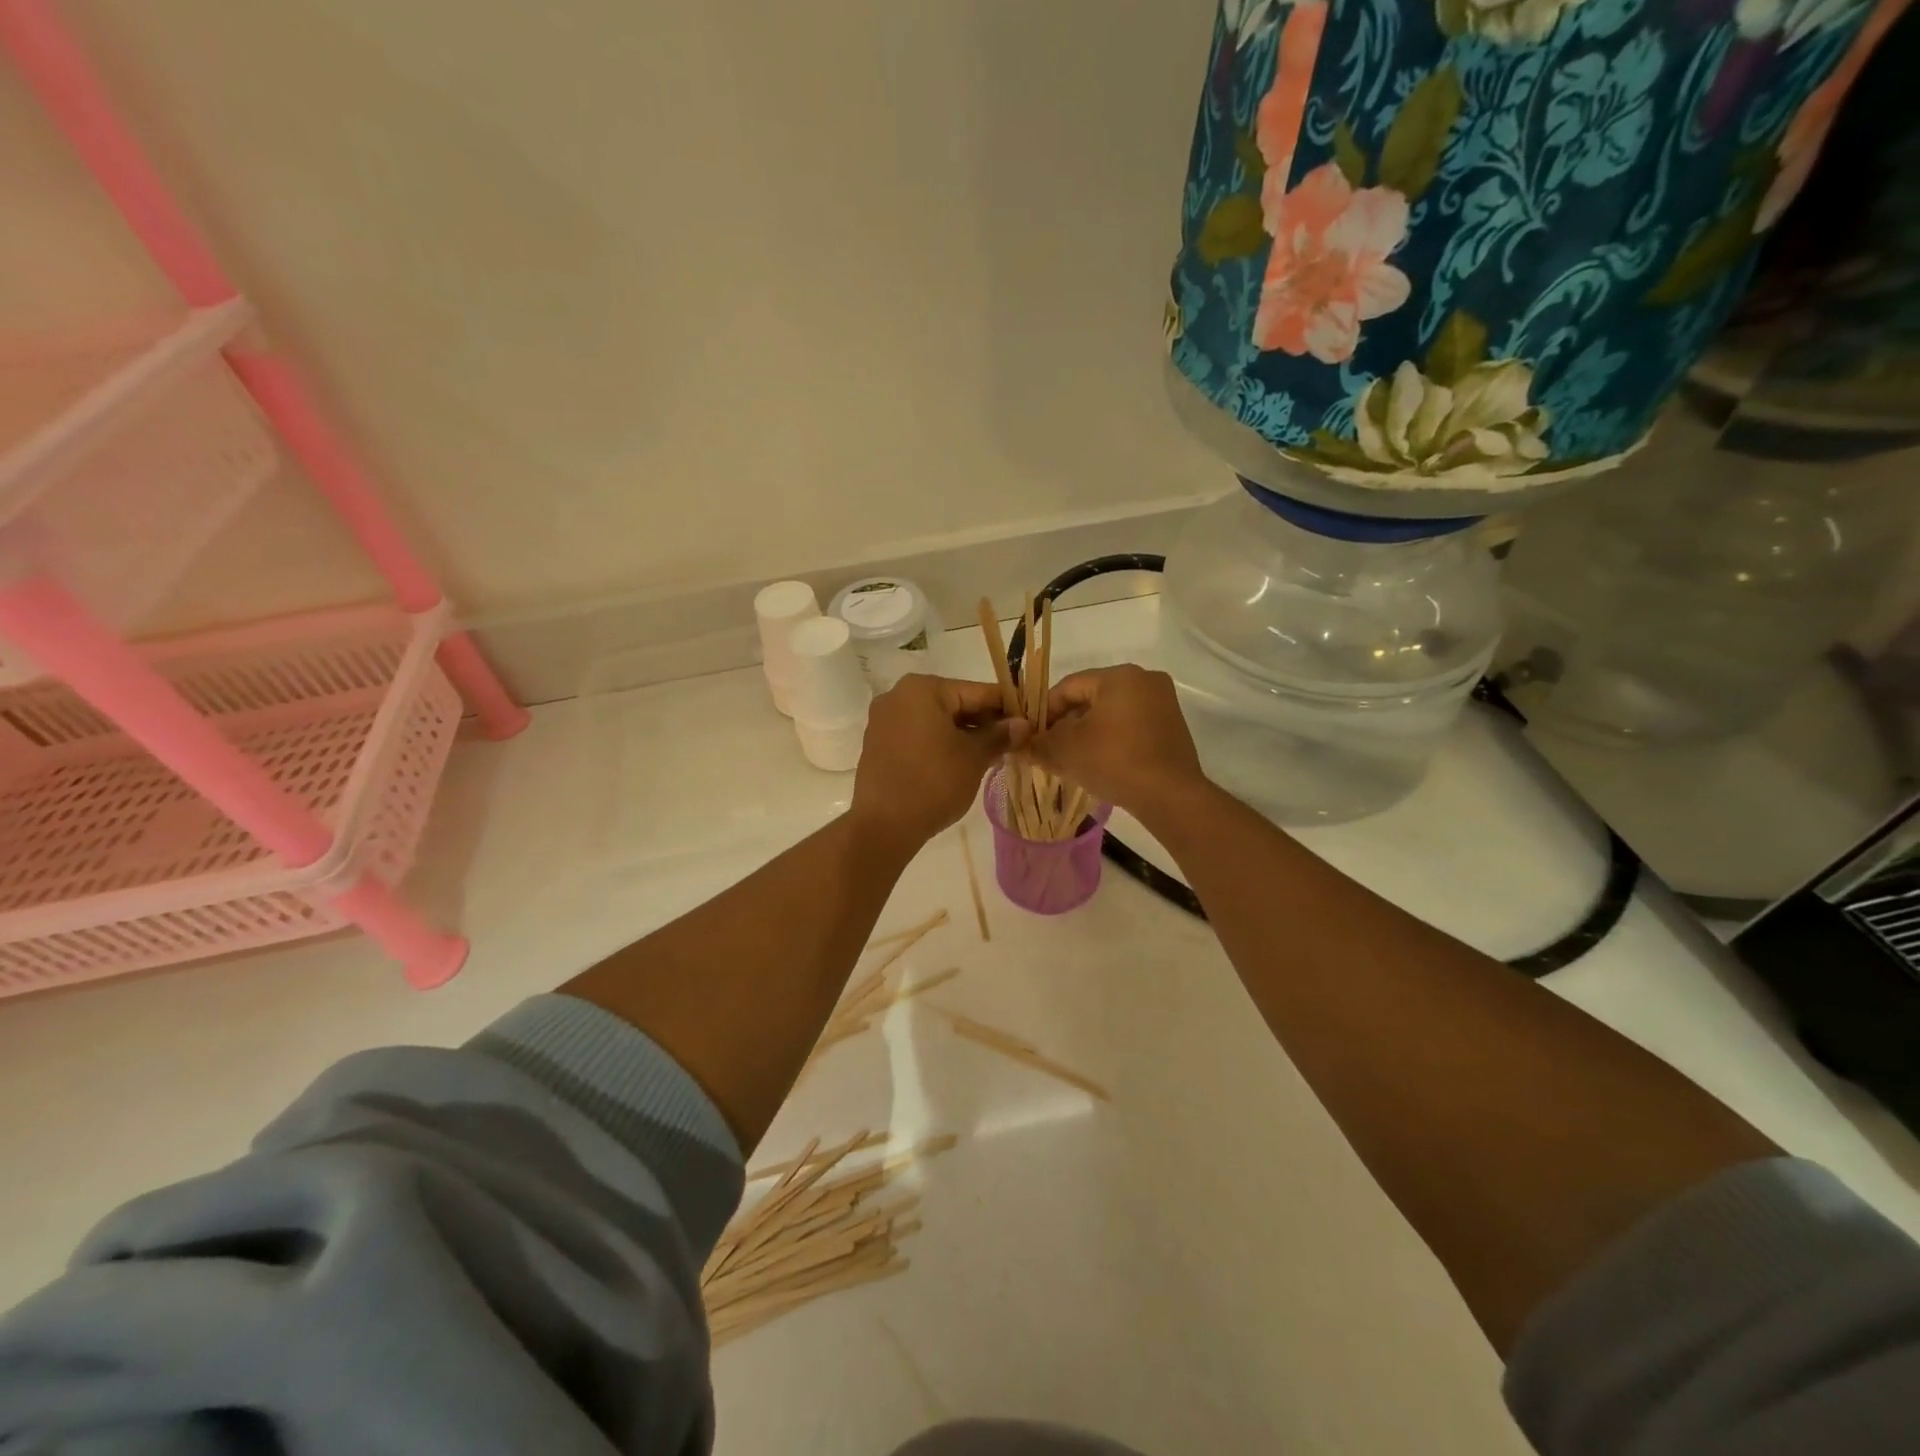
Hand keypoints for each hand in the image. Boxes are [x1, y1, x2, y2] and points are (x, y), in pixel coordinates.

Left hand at [850, 675, 1029, 851]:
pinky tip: (963, 762)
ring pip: (937, 721)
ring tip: (993, 754)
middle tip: (1015, 741)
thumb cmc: (934, 782)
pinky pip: (919, 735)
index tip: (1030, 720)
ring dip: (964, 734)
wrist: (883, 825)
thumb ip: (1000, 735)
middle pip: (955, 703)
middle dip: (985, 722)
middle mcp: (899, 695)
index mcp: (923, 689)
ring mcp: (885, 720)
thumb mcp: (974, 757)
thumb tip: (1023, 724)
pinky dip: (941, 743)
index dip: (1007, 707)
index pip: (977, 692)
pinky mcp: (879, 743)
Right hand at [1032, 665, 1206, 819]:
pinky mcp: (1172, 727)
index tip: (1031, 735)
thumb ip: (1038, 743)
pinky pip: (1131, 725)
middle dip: (1066, 723)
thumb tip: (1018, 745)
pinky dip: (1111, 739)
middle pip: (1091, 698)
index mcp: (1119, 676)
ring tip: (1070, 759)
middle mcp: (1145, 680)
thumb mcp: (1066, 751)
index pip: (1068, 686)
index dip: (1044, 711)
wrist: (1170, 796)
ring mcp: (1163, 703)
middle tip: (1048, 748)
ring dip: (1087, 732)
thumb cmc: (1113, 761)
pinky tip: (1098, 762)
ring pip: (1111, 713)